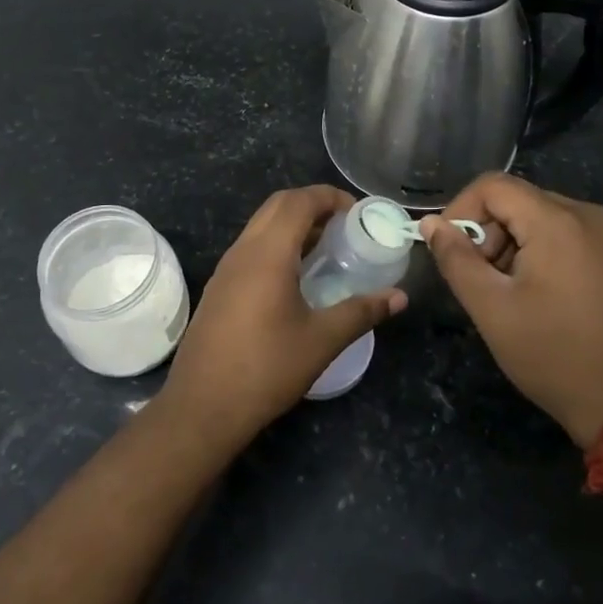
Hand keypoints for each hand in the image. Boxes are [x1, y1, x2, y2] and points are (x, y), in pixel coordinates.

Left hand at [159, 186, 405, 451]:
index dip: (330, 196)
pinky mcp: (219, 288)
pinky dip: (277, 244)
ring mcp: (226, 269)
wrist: (202, 407)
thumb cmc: (266, 369)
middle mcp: (243, 251)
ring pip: (261, 225)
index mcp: (268, 253)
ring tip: (326, 247)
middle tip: (344, 224)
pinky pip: (251, 248)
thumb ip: (362, 312)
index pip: (299, 201)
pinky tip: (296, 276)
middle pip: (278, 205)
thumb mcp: (322, 340)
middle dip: (312, 204)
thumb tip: (399, 297)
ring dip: (293, 224)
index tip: (358, 211)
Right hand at [421, 173, 602, 447]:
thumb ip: (455, 259)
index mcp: (558, 221)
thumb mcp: (491, 308)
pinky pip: (560, 231)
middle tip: (479, 281)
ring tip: (506, 292)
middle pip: (516, 200)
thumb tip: (430, 223)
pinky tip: (534, 291)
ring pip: (536, 215)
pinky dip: (535, 250)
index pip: (492, 186)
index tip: (449, 252)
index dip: (460, 211)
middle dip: (486, 233)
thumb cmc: (553, 355)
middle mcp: (587, 213)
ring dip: (509, 244)